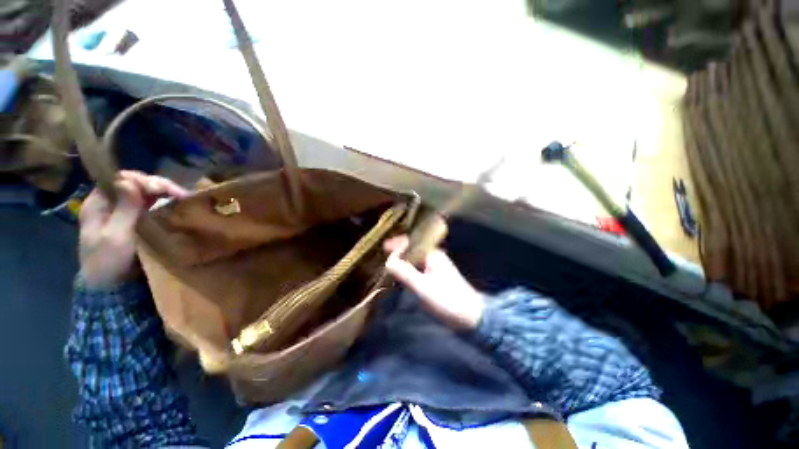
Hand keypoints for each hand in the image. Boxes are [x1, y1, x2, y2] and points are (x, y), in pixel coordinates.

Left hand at [79, 171, 187, 289]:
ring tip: (182, 197)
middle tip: (179, 193)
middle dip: (157, 185)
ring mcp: (122, 211)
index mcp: (98, 203)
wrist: (110, 286)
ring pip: (144, 193)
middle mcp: (109, 203)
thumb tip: (129, 180)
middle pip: (134, 184)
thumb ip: (123, 208)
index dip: (141, 180)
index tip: (161, 189)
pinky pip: (149, 205)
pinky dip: (163, 202)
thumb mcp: (115, 236)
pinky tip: (175, 204)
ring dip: (163, 192)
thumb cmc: (108, 261)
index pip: (119, 179)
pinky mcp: (135, 220)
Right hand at [384, 235, 484, 330]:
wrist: (471, 316)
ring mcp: (436, 268)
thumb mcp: (423, 286)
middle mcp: (435, 258)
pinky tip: (402, 273)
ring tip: (390, 261)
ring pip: (416, 258)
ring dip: (404, 258)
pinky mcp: (436, 278)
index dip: (398, 243)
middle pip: (414, 249)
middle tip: (385, 252)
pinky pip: (419, 268)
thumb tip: (388, 260)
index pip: (413, 242)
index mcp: (433, 255)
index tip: (384, 246)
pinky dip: (409, 268)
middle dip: (400, 250)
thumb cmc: (447, 300)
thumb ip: (405, 272)